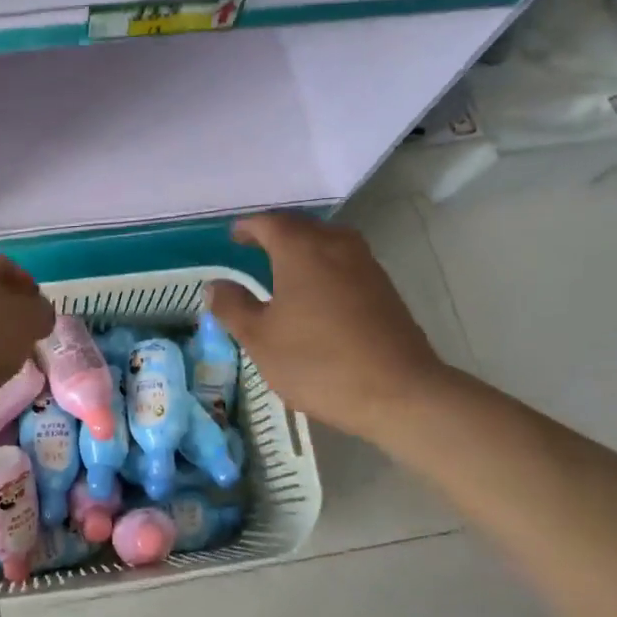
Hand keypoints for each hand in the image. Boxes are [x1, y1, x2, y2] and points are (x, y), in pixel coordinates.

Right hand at [205, 212, 451, 438]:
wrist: (401, 393)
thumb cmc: (319, 362)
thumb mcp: (260, 339)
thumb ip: (233, 307)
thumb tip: (216, 285)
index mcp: (301, 248)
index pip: (268, 222)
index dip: (247, 228)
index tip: (233, 238)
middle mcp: (335, 244)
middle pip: (300, 227)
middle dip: (275, 235)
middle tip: (253, 251)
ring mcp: (366, 265)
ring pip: (326, 243)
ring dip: (302, 250)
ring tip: (283, 272)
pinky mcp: (384, 288)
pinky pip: (344, 263)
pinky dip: (324, 268)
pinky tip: (316, 296)